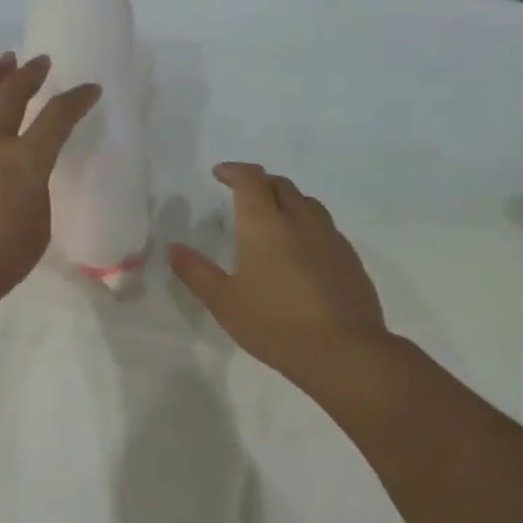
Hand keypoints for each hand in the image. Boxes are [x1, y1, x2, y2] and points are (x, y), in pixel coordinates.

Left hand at [0, 53, 100, 314]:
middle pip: (12, 96)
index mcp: (26, 163)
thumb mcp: (38, 230)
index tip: (89, 89)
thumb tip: (25, 179)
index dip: (76, 100)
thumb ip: (36, 194)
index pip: (57, 119)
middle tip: (40, 63)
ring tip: (5, 60)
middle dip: (30, 75)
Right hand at [169, 163, 392, 396]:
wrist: (342, 350)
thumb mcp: (224, 301)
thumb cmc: (274, 324)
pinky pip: (325, 227)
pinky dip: (307, 225)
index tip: (220, 173)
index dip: (234, 171)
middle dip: (260, 182)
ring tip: (273, 218)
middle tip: (243, 194)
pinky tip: (301, 251)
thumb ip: (196, 272)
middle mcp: (300, 220)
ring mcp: (330, 237)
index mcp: (265, 224)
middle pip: (281, 185)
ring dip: (287, 200)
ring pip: (307, 203)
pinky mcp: (350, 258)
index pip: (250, 180)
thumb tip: (173, 248)